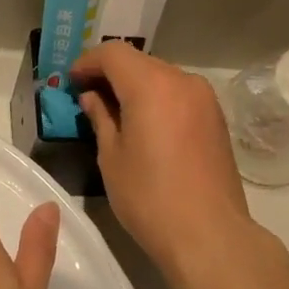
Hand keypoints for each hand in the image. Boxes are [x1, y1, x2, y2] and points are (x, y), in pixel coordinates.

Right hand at [71, 43, 256, 281]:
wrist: (209, 234)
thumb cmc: (150, 197)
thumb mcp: (112, 157)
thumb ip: (101, 118)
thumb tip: (92, 97)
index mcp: (152, 85)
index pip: (113, 54)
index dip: (88, 62)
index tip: (71, 81)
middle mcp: (182, 81)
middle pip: (139, 62)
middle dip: (111, 73)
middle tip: (88, 97)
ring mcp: (205, 99)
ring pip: (162, 76)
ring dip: (136, 85)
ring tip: (115, 113)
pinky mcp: (216, 118)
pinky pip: (179, 95)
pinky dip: (158, 99)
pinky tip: (145, 125)